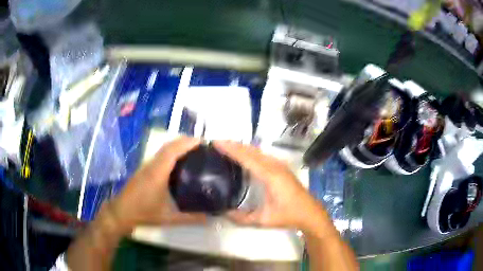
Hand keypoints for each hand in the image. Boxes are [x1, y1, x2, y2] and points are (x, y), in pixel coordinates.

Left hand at [108, 137, 206, 233]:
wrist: (122, 211)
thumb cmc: (144, 213)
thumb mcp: (169, 218)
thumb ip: (190, 219)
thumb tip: (209, 217)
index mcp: (158, 174)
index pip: (172, 151)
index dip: (187, 144)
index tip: (202, 142)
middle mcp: (152, 165)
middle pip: (169, 146)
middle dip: (185, 141)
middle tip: (202, 146)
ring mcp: (147, 166)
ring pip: (163, 149)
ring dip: (178, 145)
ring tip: (193, 150)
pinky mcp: (144, 169)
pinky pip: (160, 154)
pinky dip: (171, 151)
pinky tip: (178, 161)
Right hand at [214, 141, 326, 231]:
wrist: (310, 212)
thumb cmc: (288, 215)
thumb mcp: (263, 220)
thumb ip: (241, 218)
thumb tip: (223, 213)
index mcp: (270, 176)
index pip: (247, 158)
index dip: (231, 149)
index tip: (216, 143)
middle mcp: (275, 166)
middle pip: (251, 150)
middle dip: (234, 144)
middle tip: (217, 143)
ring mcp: (279, 165)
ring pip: (258, 150)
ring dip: (242, 146)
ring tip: (227, 146)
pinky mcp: (281, 167)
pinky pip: (263, 154)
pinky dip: (250, 151)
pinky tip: (244, 154)